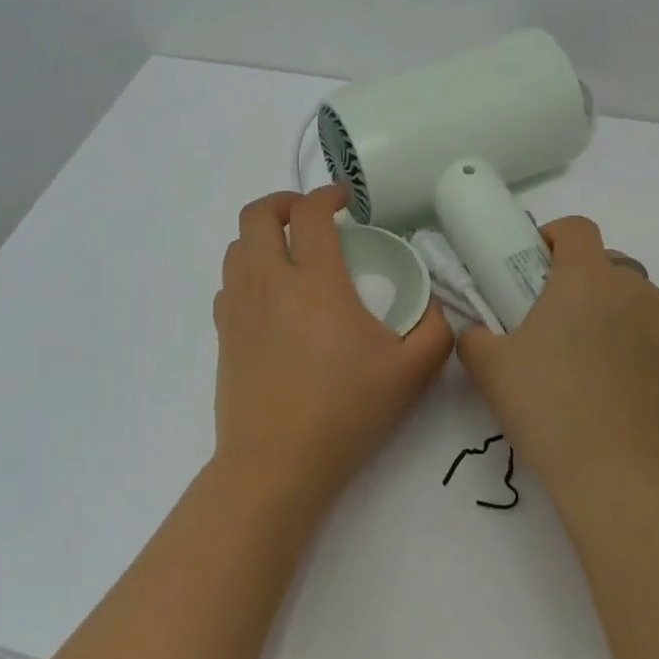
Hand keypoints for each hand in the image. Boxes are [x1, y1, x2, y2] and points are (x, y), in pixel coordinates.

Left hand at [213, 186, 453, 497]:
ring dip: (263, 236)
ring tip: (290, 252)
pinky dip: (247, 272)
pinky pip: (228, 283)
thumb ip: (435, 329)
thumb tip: (434, 305)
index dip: (327, 195)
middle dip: (284, 202)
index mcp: (316, 283)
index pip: (310, 213)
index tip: (345, 201)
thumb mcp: (412, 373)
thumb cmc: (346, 413)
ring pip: (237, 246)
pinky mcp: (224, 334)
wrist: (277, 463)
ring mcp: (239, 308)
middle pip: (257, 216)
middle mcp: (269, 283)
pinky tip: (270, 296)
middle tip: (310, 216)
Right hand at [456, 217, 658, 493]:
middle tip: (554, 325)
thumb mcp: (489, 369)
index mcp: (586, 279)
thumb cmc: (549, 408)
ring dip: (612, 316)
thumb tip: (478, 332)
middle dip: (581, 283)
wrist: (623, 477)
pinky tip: (620, 394)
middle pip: (608, 266)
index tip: (534, 266)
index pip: (576, 228)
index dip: (553, 237)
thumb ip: (475, 336)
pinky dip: (639, 350)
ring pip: (637, 302)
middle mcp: (635, 291)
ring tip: (589, 365)